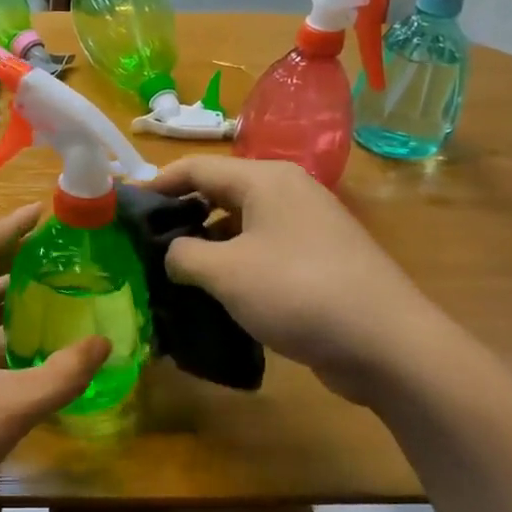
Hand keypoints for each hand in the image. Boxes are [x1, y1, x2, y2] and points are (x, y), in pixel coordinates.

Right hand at [149, 155, 457, 401]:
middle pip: (220, 194)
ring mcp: (307, 228)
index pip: (198, 167)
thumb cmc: (297, 292)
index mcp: (266, 180)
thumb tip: (173, 254)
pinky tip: (215, 294)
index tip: (126, 206)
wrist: (385, 343)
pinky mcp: (318, 261)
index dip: (158, 183)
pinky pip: (263, 252)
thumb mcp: (225, 272)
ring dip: (207, 246)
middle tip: (144, 244)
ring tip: (172, 274)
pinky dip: (235, 266)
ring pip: (241, 226)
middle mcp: (288, 193)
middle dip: (181, 216)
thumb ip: (183, 255)